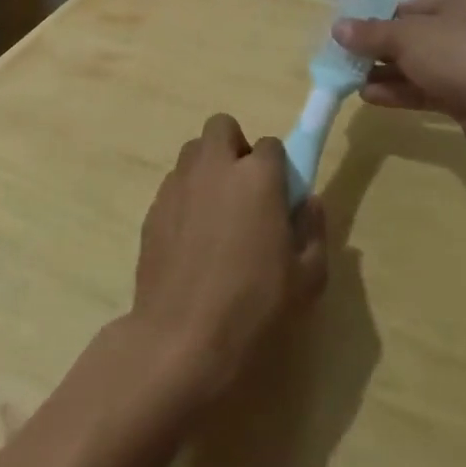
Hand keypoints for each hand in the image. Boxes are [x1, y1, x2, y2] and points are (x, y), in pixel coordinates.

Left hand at [131, 114, 327, 406]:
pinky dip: (185, 197)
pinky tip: (191, 240)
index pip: (272, 144)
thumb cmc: (254, 307)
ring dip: (207, 169)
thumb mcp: (307, 278)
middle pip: (222, 127)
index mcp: (257, 176)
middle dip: (234, 147)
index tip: (279, 198)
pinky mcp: (152, 208)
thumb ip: (313, 229)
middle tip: (244, 191)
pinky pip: (174, 185)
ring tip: (216, 215)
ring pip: (193, 153)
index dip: (278, 168)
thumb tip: (307, 201)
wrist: (181, 339)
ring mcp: (178, 184)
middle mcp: (214, 167)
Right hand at [332, 0, 465, 150]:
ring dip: (387, 75)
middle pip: (413, 38)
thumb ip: (370, 34)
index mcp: (459, 2)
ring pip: (419, 67)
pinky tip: (372, 98)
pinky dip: (401, 92)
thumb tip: (337, 27)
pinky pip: (428, 90)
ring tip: (352, 83)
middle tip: (347, 62)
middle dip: (380, 52)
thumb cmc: (457, 53)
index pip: (409, 8)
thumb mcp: (406, 37)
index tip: (351, 37)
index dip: (378, 21)